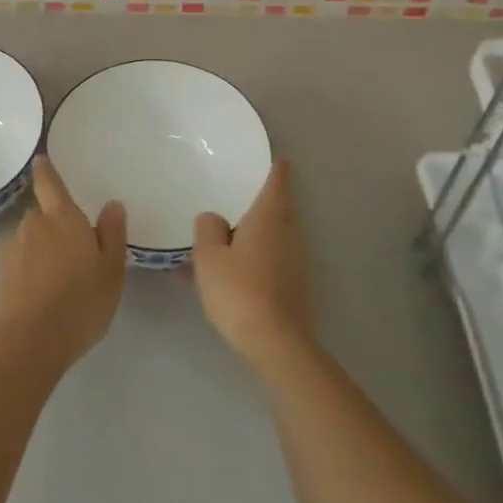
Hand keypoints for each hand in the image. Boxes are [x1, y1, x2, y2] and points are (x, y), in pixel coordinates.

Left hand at [0, 156, 126, 366]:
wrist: (29, 342)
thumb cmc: (80, 302)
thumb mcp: (111, 270)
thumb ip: (112, 234)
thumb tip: (112, 204)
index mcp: (63, 218)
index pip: (51, 184)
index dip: (45, 171)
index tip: (39, 159)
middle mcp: (34, 226)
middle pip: (42, 216)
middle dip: (54, 226)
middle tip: (73, 252)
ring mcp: (12, 251)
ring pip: (30, 241)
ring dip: (41, 252)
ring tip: (59, 281)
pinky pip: (19, 265)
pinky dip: (28, 273)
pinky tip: (41, 297)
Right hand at [191, 161, 309, 369]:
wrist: (275, 343)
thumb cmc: (239, 290)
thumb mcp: (209, 256)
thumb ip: (208, 229)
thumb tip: (213, 218)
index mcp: (269, 218)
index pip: (277, 182)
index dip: (276, 169)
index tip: (276, 159)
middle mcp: (287, 234)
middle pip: (276, 210)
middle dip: (257, 205)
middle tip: (234, 199)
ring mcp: (294, 262)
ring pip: (269, 239)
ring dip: (248, 238)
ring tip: (215, 247)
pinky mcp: (292, 287)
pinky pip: (267, 262)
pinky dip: (249, 262)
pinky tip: (223, 279)